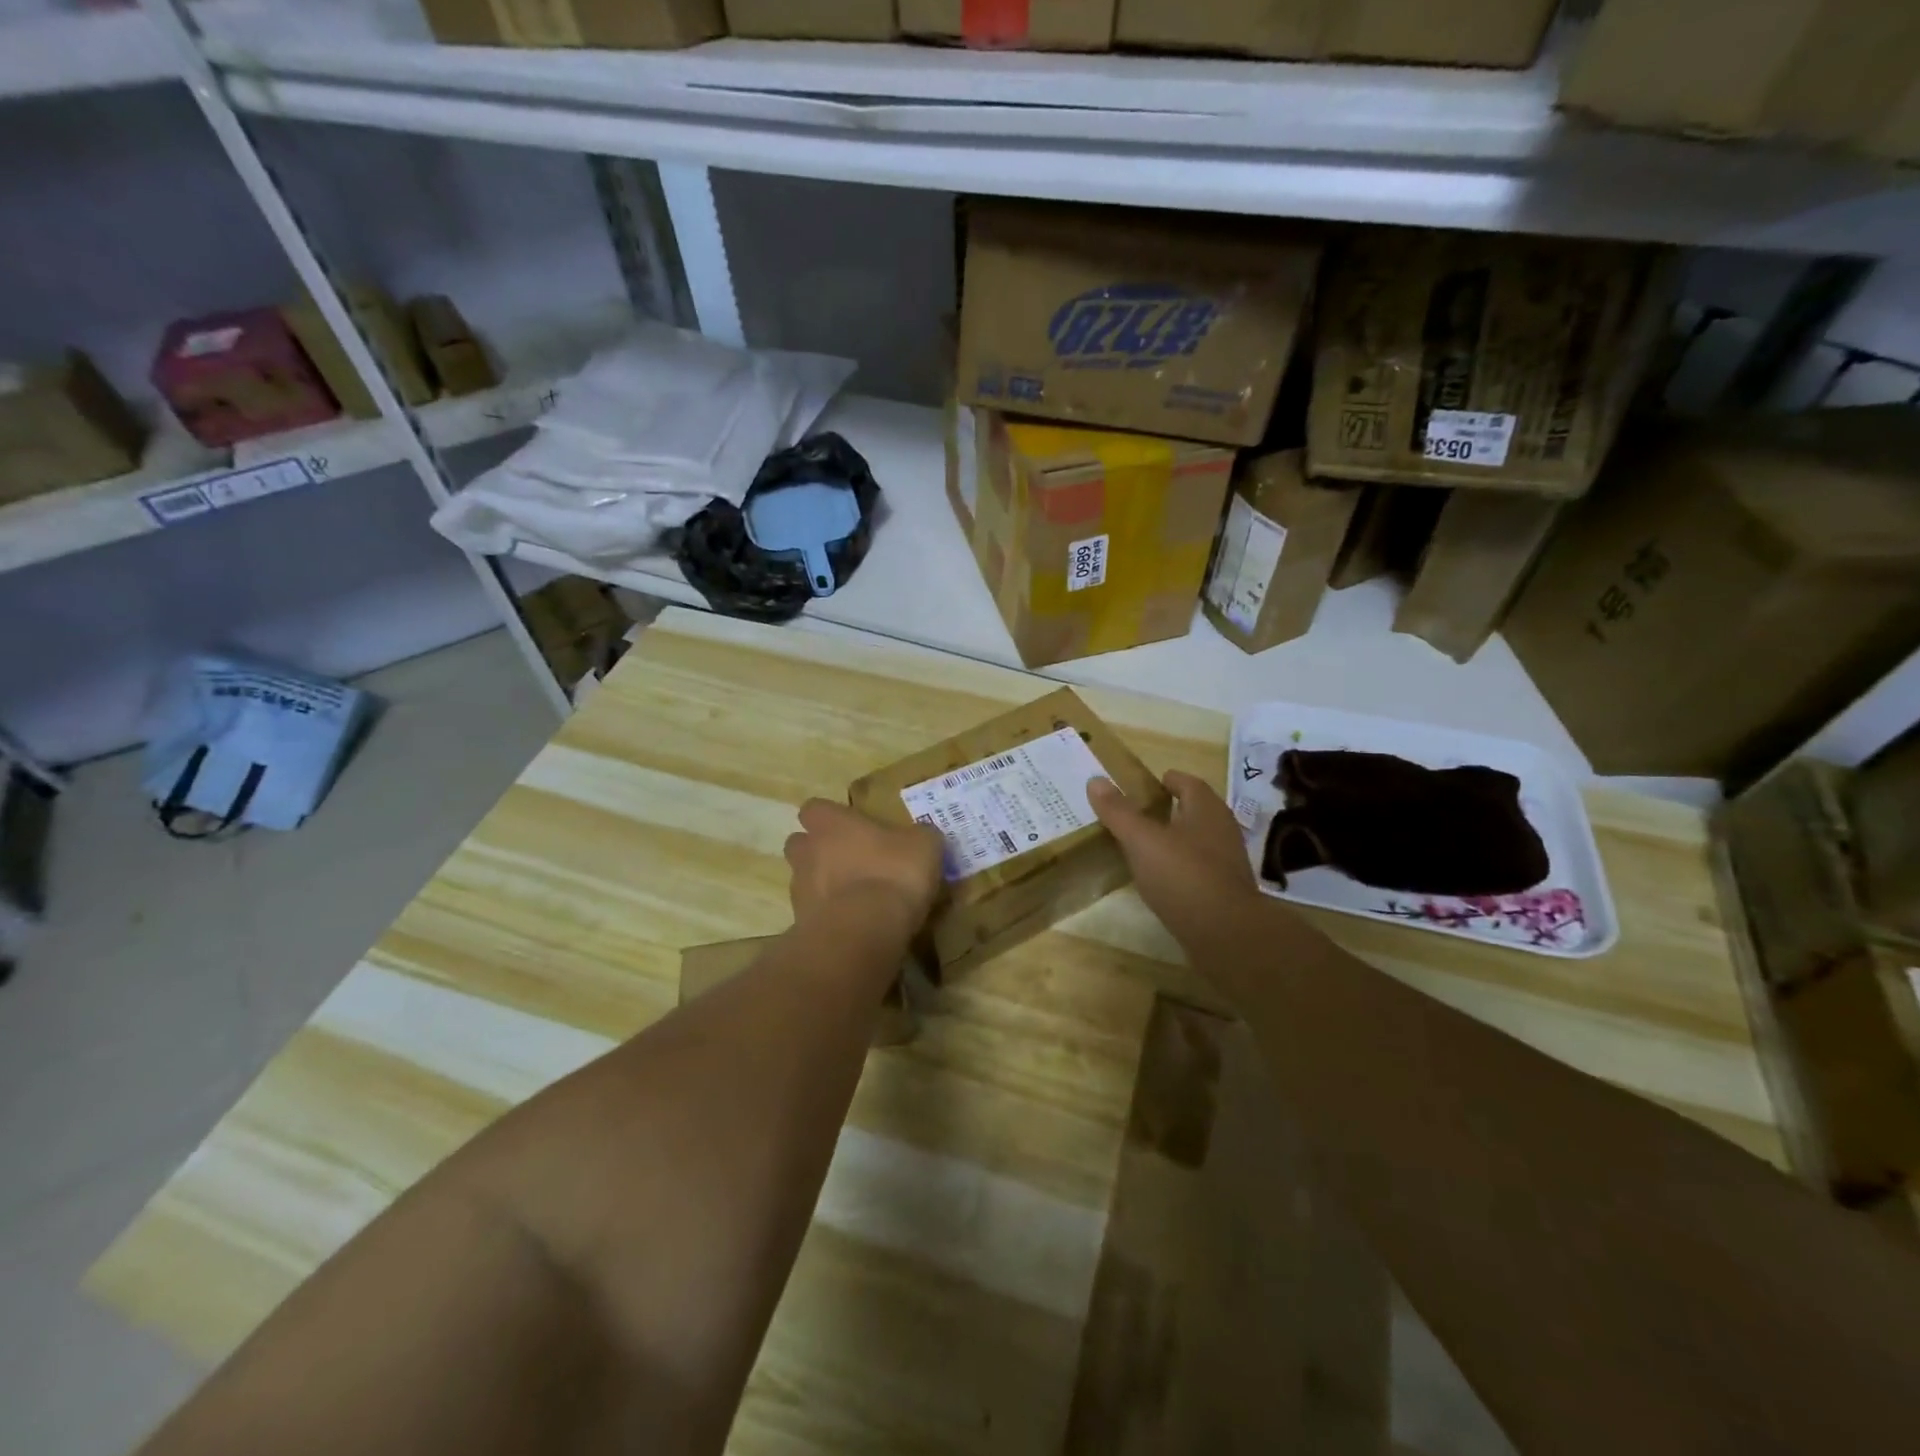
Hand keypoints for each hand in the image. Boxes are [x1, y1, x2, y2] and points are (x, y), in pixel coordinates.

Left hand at [784, 799, 944, 935]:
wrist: (864, 932)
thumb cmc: (892, 873)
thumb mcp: (923, 846)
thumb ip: (918, 837)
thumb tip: (921, 837)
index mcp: (831, 823)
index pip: (815, 808)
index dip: (830, 817)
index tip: (851, 826)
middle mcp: (807, 851)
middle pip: (800, 844)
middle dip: (818, 850)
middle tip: (850, 861)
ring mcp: (800, 890)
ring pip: (804, 880)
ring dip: (822, 886)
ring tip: (854, 898)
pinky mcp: (802, 925)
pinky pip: (813, 915)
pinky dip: (828, 917)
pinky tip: (855, 925)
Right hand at [1087, 772, 1262, 948]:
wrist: (1225, 934)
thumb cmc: (1183, 875)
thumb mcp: (1142, 840)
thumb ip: (1119, 811)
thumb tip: (1095, 780)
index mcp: (1207, 809)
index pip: (1188, 782)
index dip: (1167, 780)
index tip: (1145, 784)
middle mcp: (1222, 830)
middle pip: (1194, 811)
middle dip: (1168, 809)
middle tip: (1135, 813)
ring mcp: (1226, 862)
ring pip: (1196, 841)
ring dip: (1173, 839)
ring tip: (1141, 846)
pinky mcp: (1224, 891)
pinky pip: (1197, 869)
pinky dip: (1178, 867)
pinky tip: (1158, 878)